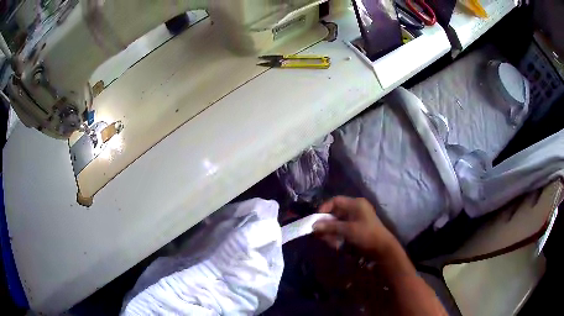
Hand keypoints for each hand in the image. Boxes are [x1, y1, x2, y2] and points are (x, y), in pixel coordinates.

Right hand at [313, 196, 396, 255]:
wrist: (382, 249)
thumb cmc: (366, 235)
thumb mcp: (347, 230)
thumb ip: (330, 227)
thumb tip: (313, 226)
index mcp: (356, 204)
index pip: (335, 201)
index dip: (324, 208)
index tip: (316, 220)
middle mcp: (355, 209)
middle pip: (335, 213)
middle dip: (327, 224)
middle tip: (320, 234)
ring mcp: (356, 220)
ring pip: (337, 223)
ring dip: (331, 232)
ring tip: (331, 242)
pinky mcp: (356, 229)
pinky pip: (343, 230)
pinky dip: (337, 236)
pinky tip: (336, 245)